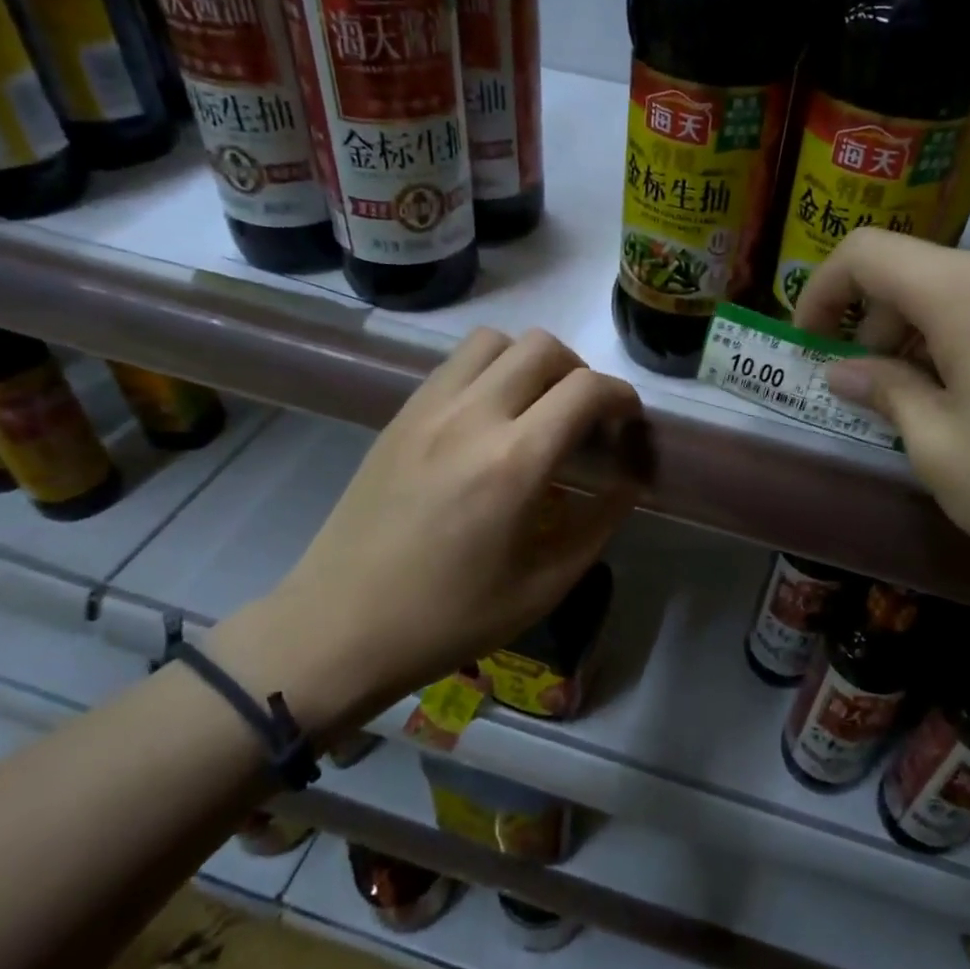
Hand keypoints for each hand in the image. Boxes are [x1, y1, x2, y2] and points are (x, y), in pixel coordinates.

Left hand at [211, 329, 644, 736]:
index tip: (628, 423)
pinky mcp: (400, 416)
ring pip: (494, 341)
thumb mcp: (543, 585)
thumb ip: (598, 524)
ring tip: (536, 409)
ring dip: (530, 362)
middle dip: (580, 372)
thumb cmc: (449, 618)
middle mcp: (471, 417)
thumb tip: (629, 483)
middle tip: (584, 418)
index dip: (621, 397)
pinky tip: (490, 421)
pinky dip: (490, 372)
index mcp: (514, 463)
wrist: (340, 627)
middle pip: (543, 347)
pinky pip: (456, 364)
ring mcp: (428, 409)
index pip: (586, 390)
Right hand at [797, 229, 969, 609]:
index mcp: (965, 291)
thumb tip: (846, 371)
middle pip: (915, 273)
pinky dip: (967, 345)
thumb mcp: (940, 450)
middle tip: (868, 395)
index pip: (866, 253)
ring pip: (960, 296)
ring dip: (920, 339)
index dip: (820, 291)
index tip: (807, 344)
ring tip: (924, 409)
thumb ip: (886, 394)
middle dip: (872, 326)